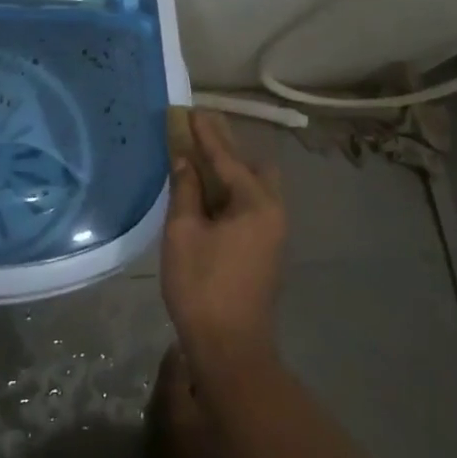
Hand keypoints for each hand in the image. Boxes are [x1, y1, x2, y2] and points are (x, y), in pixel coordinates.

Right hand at [160, 113, 286, 372]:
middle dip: (225, 145)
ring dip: (230, 168)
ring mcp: (273, 231)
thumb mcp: (183, 233)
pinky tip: (210, 189)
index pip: (227, 158)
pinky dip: (232, 189)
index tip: (191, 110)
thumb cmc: (202, 286)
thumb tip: (184, 159)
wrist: (231, 347)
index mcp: (256, 203)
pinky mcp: (266, 247)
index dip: (206, 134)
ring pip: (255, 185)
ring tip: (202, 153)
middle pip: (251, 165)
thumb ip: (186, 190)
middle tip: (199, 126)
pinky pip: (251, 203)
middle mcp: (273, 210)